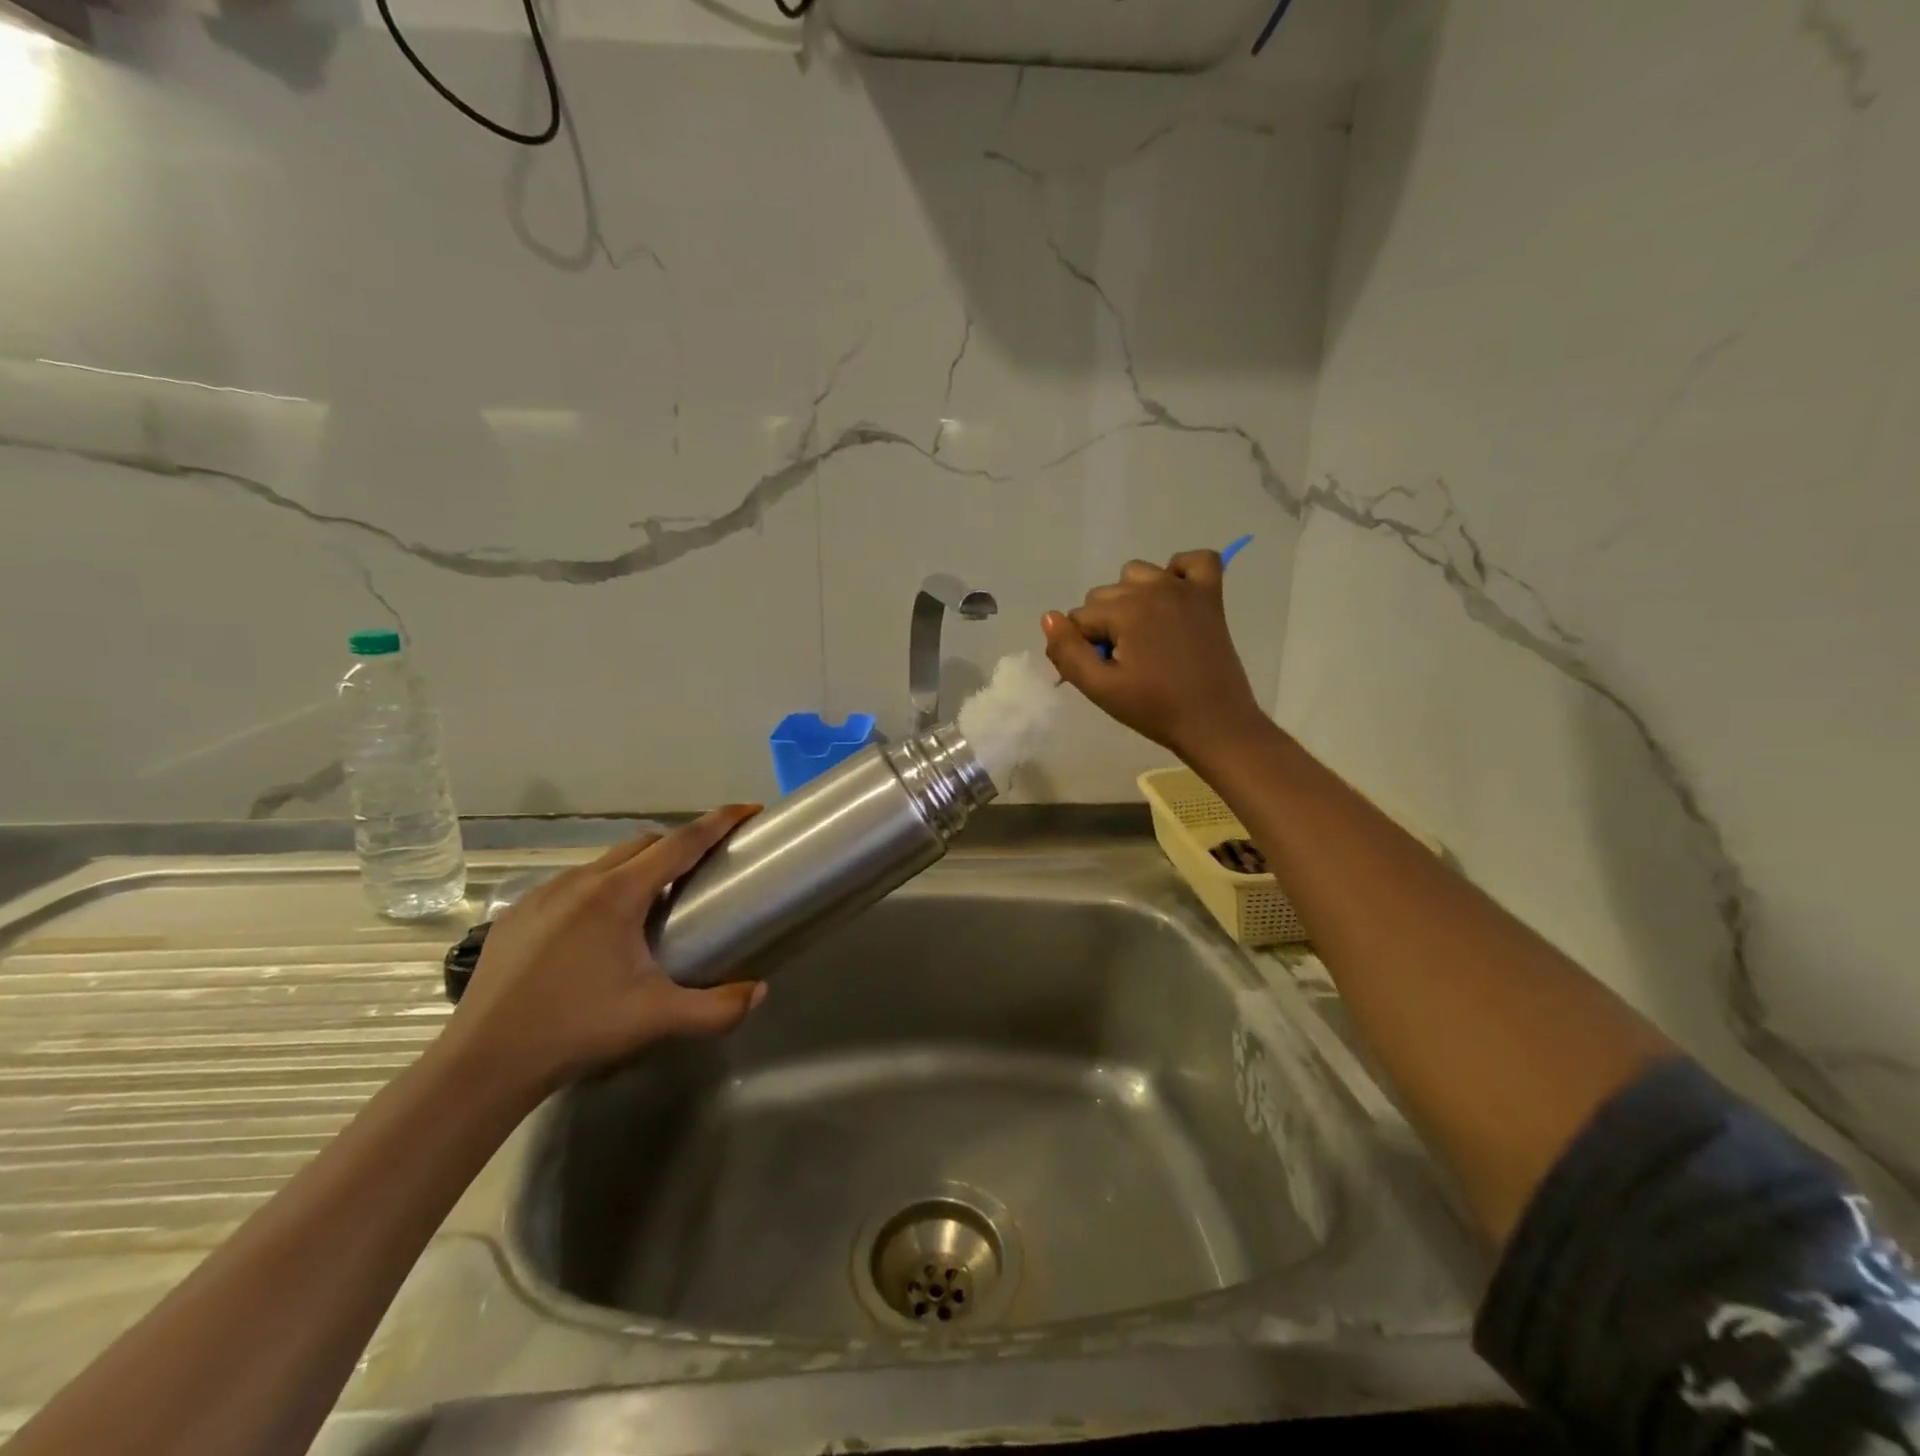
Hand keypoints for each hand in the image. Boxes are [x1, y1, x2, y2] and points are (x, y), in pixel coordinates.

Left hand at [440, 807, 765, 1096]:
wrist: (482, 1064)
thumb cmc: (576, 1029)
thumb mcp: (657, 1019)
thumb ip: (717, 1008)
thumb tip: (759, 991)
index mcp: (618, 894)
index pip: (681, 842)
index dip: (718, 822)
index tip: (747, 810)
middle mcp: (580, 881)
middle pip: (644, 844)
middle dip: (680, 845)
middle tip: (704, 869)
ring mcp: (542, 895)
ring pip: (605, 863)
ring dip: (637, 869)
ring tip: (651, 905)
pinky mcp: (516, 915)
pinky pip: (571, 885)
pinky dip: (599, 891)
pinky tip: (597, 932)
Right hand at [1042, 550, 1266, 757]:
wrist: (1215, 724)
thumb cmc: (1154, 709)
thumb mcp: (1100, 689)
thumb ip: (1067, 652)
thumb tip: (1049, 617)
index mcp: (1126, 610)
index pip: (1079, 618)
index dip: (1083, 648)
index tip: (1102, 673)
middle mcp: (1154, 588)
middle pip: (1104, 595)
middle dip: (1104, 625)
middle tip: (1124, 663)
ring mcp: (1185, 588)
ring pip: (1136, 574)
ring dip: (1130, 599)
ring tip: (1143, 636)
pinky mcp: (1211, 596)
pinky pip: (1195, 560)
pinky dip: (1179, 572)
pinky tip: (1173, 598)